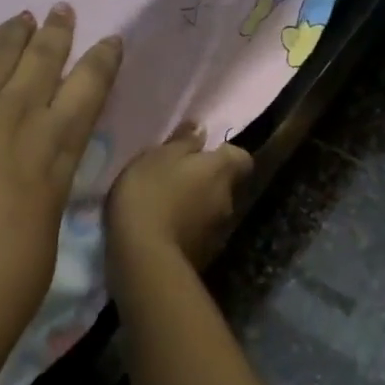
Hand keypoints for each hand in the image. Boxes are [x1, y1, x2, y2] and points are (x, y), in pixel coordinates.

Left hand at [0, 6, 121, 350]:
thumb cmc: (6, 280)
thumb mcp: (49, 218)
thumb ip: (48, 173)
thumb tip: (40, 153)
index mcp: (55, 144)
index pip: (89, 84)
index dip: (102, 58)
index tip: (109, 40)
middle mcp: (14, 114)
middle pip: (41, 57)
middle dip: (56, 30)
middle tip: (61, 10)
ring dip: (11, 32)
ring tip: (21, 16)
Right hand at [106, 123, 252, 277]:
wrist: (144, 256)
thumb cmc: (149, 193)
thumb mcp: (157, 157)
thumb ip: (182, 142)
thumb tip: (202, 128)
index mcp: (220, 171)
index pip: (240, 157)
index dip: (223, 154)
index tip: (199, 153)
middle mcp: (229, 200)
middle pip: (224, 184)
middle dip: (205, 181)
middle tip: (174, 179)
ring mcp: (219, 232)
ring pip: (211, 210)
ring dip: (195, 206)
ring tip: (165, 206)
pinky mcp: (205, 256)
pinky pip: (199, 233)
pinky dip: (187, 229)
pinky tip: (162, 230)